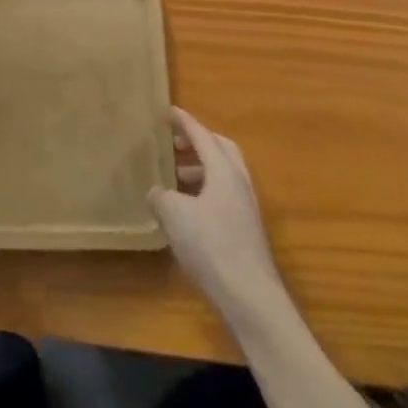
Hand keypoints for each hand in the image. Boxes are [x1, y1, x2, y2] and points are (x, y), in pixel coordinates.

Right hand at [149, 107, 288, 326]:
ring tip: (175, 178)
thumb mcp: (175, 215)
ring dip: (201, 168)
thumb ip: (161, 196)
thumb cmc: (211, 246)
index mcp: (224, 171)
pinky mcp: (246, 230)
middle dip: (198, 141)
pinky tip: (188, 210)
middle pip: (221, 149)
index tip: (168, 111)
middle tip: (174, 143)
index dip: (184, 121)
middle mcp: (239, 183)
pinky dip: (206, 191)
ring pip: (224, 174)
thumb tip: (157, 191)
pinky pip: (224, 195)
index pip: (202, 135)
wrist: (250, 296)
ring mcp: (246, 207)